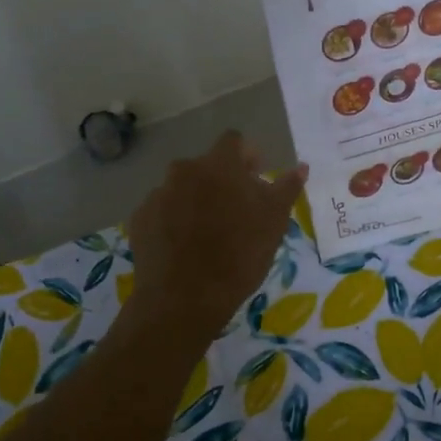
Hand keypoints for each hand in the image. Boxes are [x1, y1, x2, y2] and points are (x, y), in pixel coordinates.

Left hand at [126, 132, 306, 336]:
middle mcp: (184, 170)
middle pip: (207, 166)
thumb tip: (300, 167)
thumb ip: (286, 188)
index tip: (256, 179)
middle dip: (222, 181)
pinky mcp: (141, 219)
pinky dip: (174, 221)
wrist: (183, 298)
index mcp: (219, 165)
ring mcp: (158, 194)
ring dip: (197, 201)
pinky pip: (163, 210)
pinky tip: (184, 247)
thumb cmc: (239, 255)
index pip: (234, 141)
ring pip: (183, 188)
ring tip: (208, 233)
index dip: (247, 156)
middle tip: (236, 212)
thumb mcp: (274, 222)